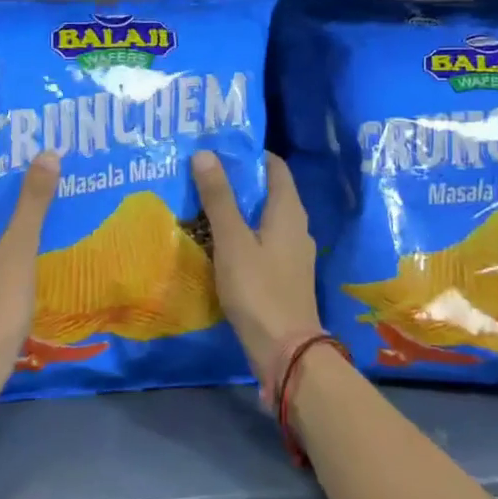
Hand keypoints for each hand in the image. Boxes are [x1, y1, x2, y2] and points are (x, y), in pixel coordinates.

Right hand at [193, 151, 322, 398]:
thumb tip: (205, 153)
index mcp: (288, 211)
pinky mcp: (283, 276)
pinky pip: (261, 242)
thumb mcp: (232, 240)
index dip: (249, 153)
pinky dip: (241, 234)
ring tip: (202, 203)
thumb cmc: (258, 289)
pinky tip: (216, 242)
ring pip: (263, 219)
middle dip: (238, 180)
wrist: (285, 351)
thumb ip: (219, 198)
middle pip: (268, 191)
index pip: (274, 166)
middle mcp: (296, 227)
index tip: (218, 147)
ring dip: (237, 209)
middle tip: (201, 173)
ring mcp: (292, 253)